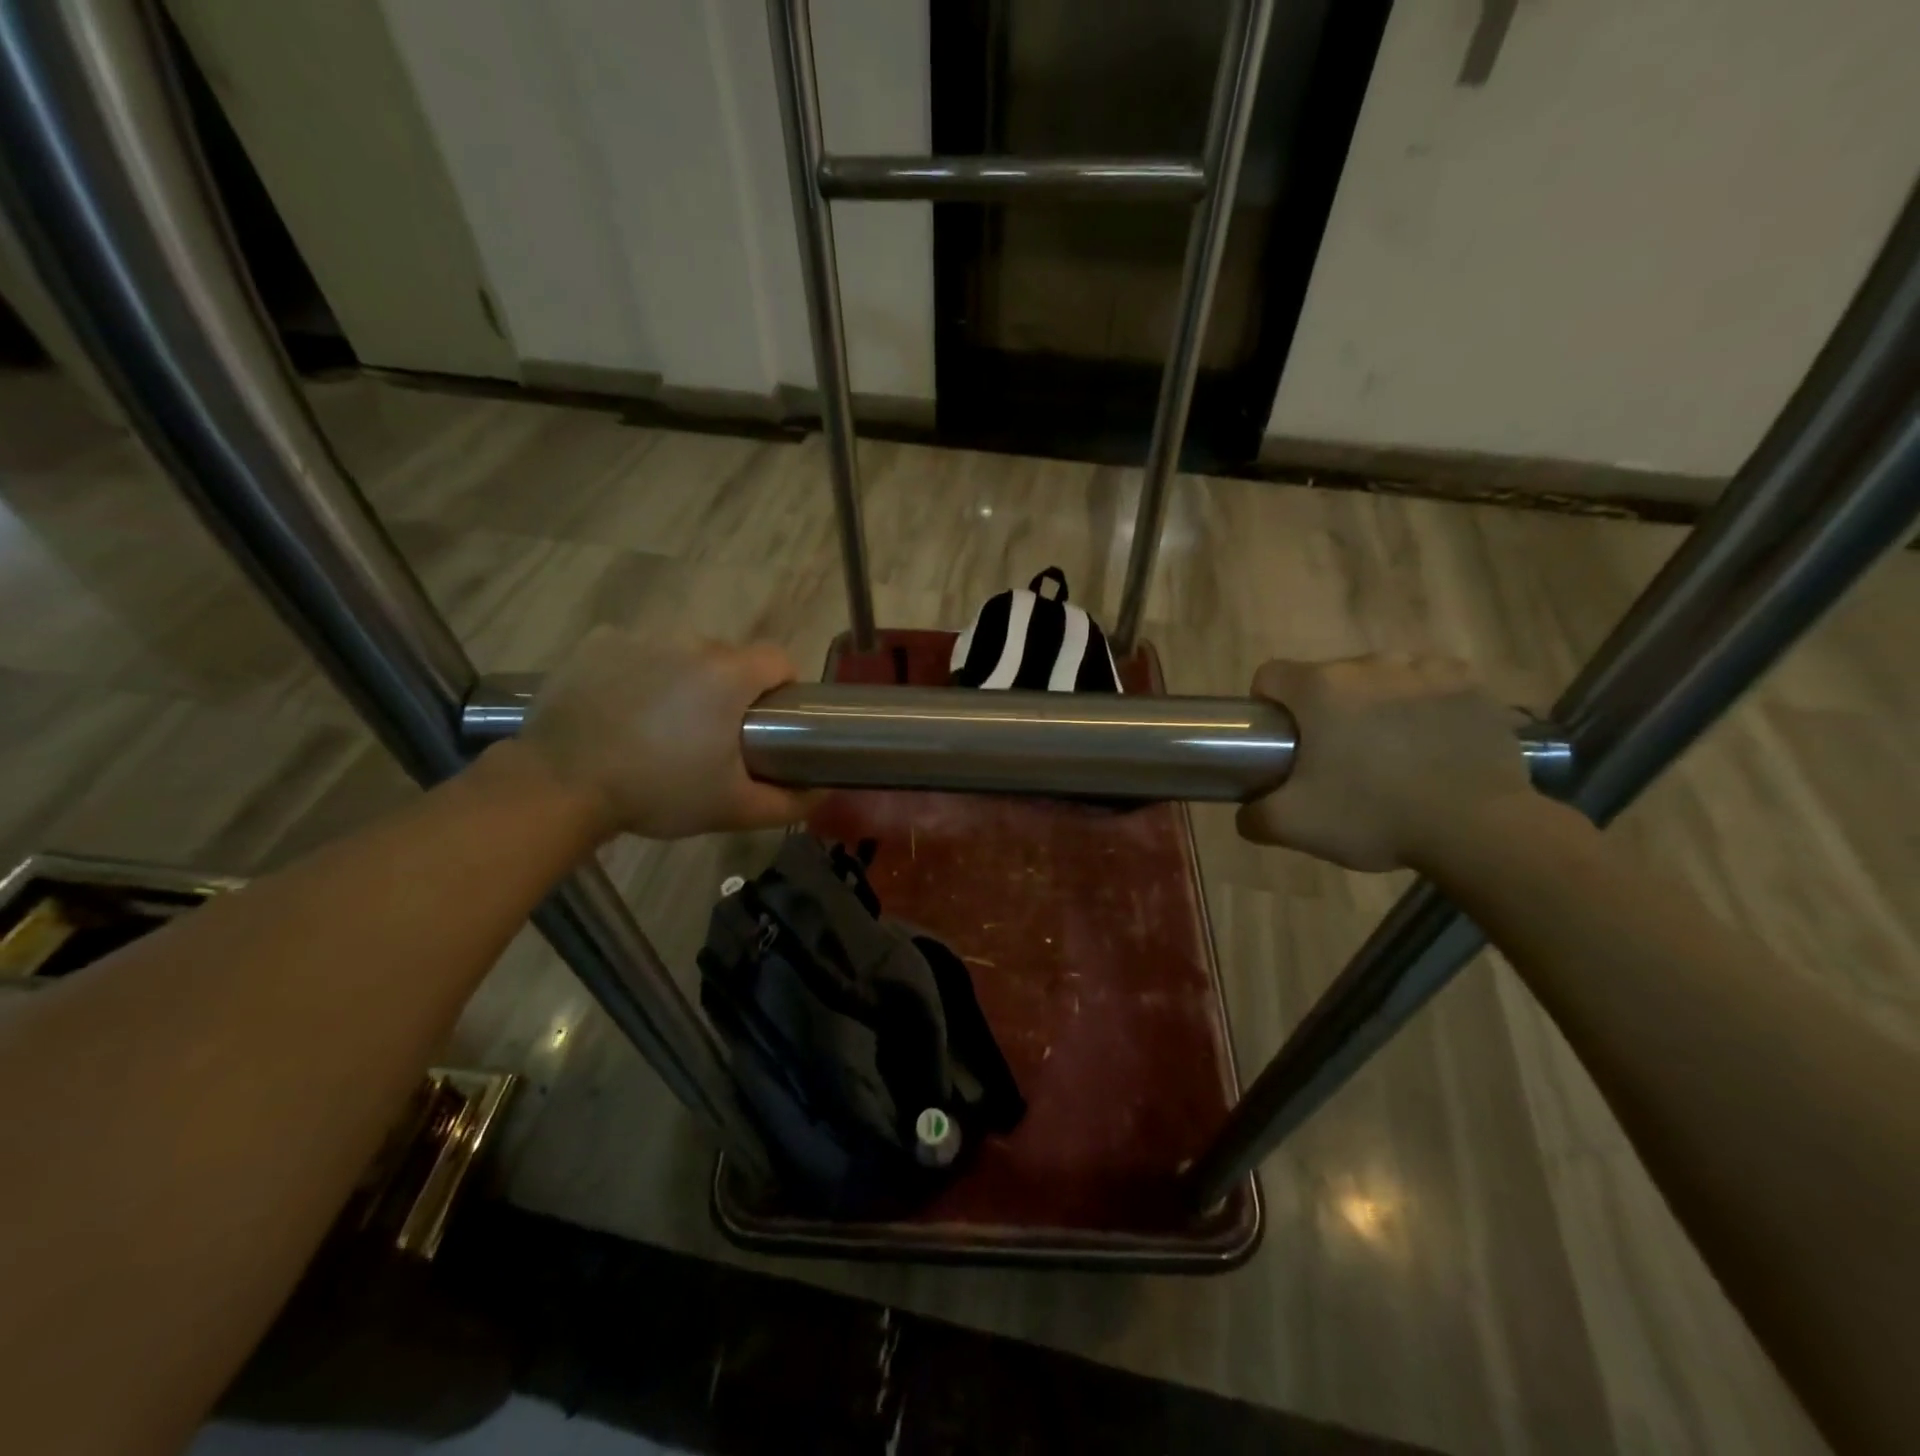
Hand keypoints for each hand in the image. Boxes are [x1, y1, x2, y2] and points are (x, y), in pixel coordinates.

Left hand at [517, 627, 814, 841]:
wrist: (562, 784)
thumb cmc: (658, 792)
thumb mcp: (733, 808)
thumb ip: (788, 802)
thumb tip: (823, 792)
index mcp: (730, 675)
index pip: (778, 659)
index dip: (782, 686)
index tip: (768, 720)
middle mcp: (691, 642)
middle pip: (729, 657)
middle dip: (730, 688)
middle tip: (710, 734)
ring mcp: (640, 637)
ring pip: (682, 652)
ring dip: (684, 678)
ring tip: (661, 724)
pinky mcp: (599, 642)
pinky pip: (636, 650)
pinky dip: (638, 671)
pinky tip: (622, 707)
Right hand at [1235, 655, 1533, 871]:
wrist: (1477, 828)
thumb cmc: (1373, 816)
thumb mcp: (1293, 826)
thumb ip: (1254, 815)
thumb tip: (1246, 810)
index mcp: (1319, 689)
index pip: (1271, 675)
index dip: (1267, 706)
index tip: (1282, 741)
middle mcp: (1369, 665)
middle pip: (1326, 678)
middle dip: (1323, 710)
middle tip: (1336, 759)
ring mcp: (1424, 669)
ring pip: (1379, 678)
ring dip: (1373, 704)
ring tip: (1389, 751)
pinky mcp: (1470, 684)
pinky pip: (1431, 682)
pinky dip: (1423, 704)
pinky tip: (1430, 740)